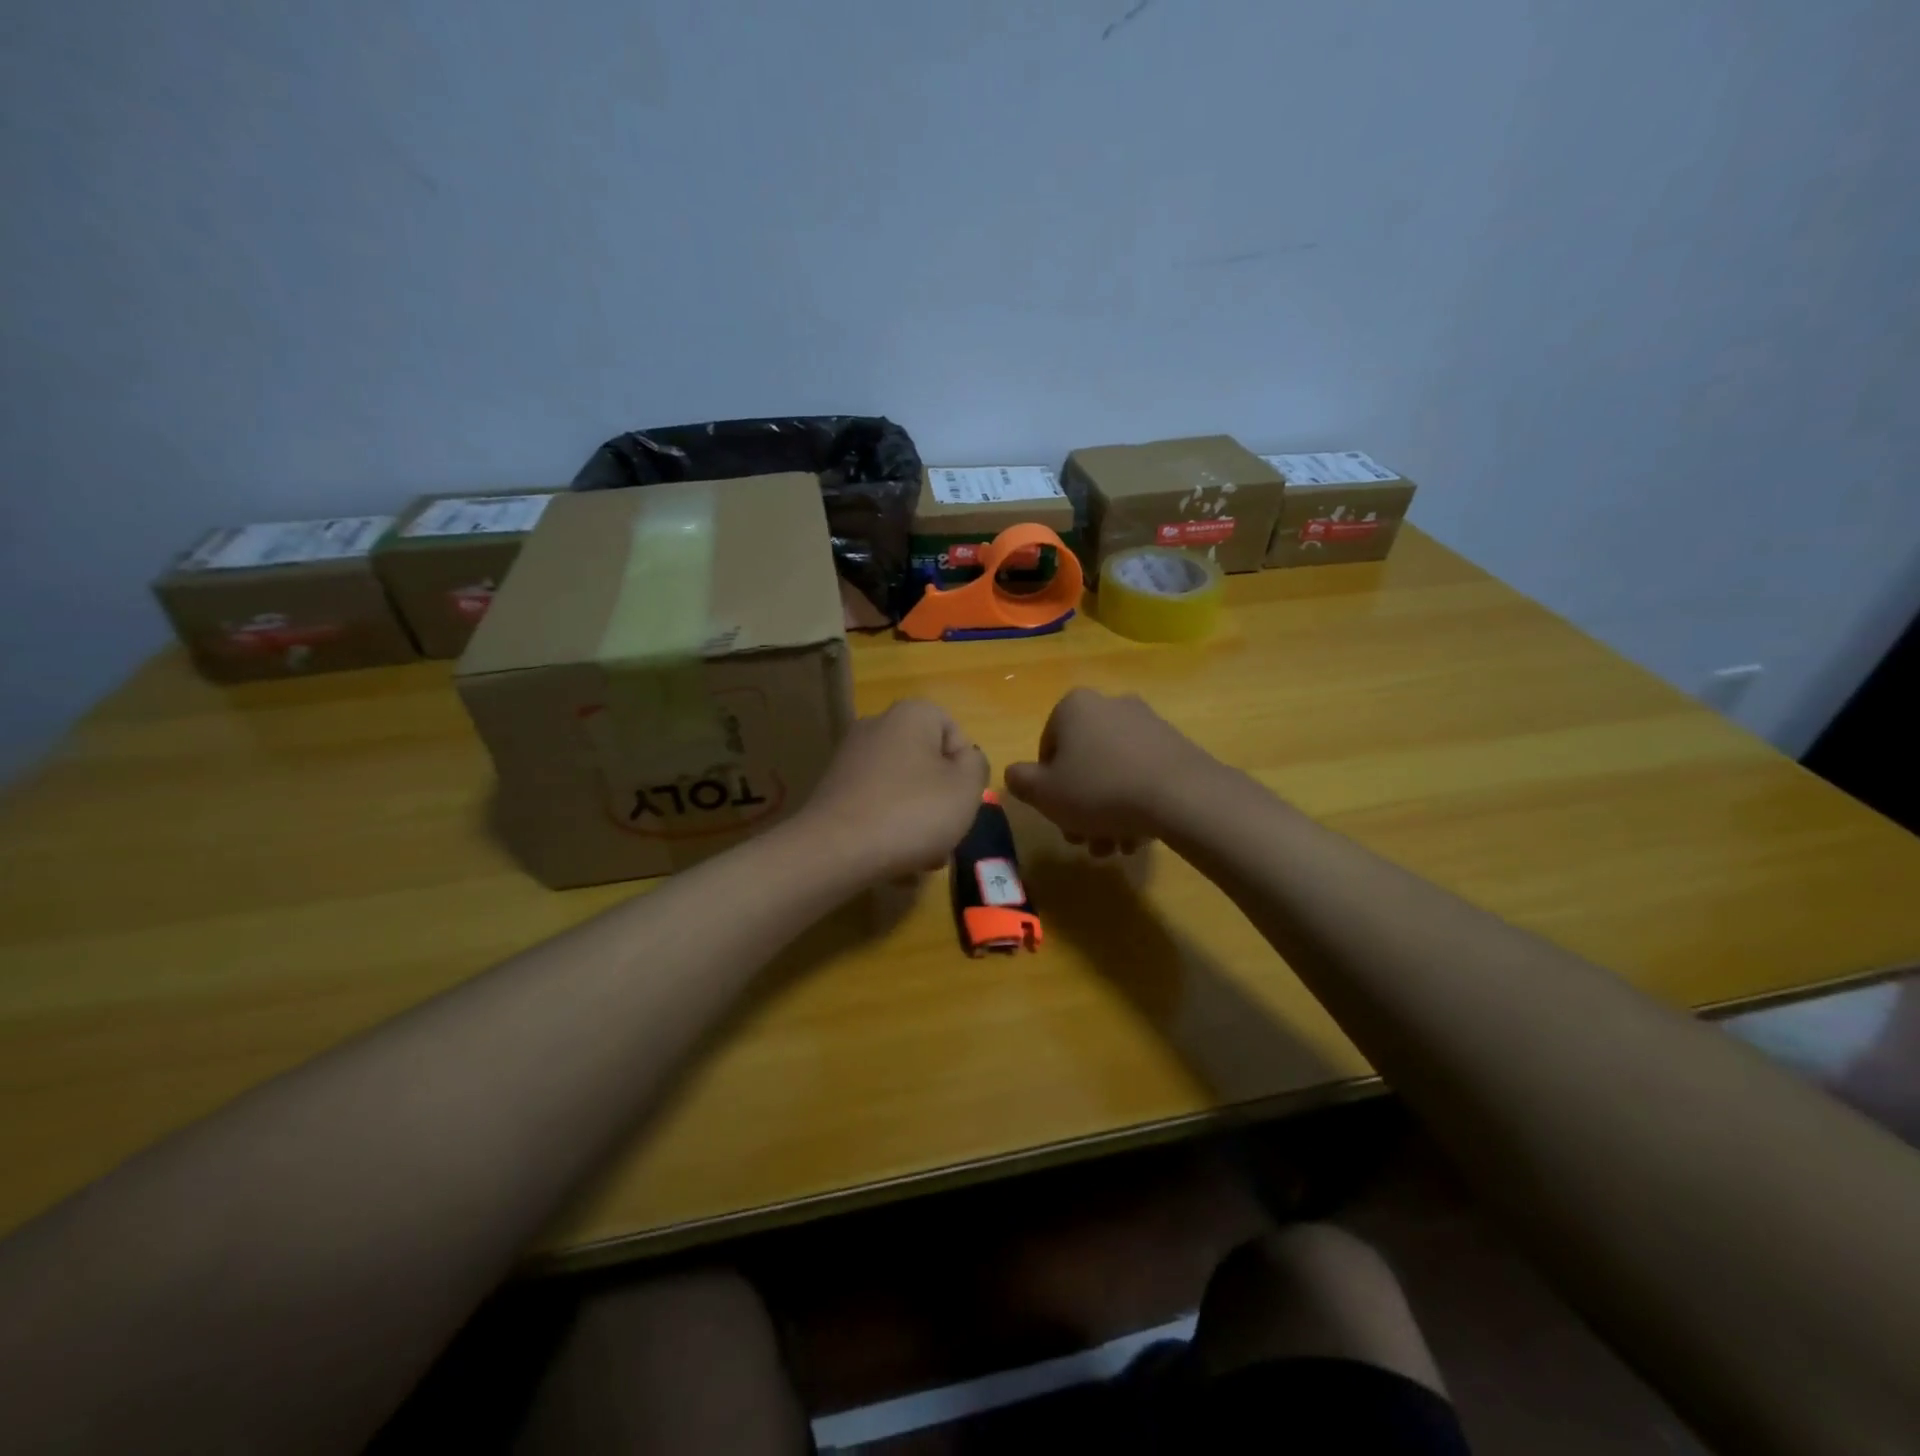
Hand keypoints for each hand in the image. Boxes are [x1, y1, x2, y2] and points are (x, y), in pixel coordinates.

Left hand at [794, 699, 989, 882]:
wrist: (836, 850)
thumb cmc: (912, 812)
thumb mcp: (967, 789)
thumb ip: (976, 765)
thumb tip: (965, 760)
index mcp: (911, 714)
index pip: (954, 732)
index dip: (965, 769)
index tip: (961, 800)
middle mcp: (877, 725)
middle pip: (927, 762)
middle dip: (941, 799)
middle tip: (946, 834)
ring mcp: (851, 757)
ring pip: (903, 786)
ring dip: (918, 819)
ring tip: (923, 857)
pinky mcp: (834, 789)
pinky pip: (876, 803)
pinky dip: (889, 825)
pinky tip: (895, 859)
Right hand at [1004, 689, 1212, 854]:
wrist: (1180, 796)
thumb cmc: (1099, 790)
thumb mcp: (1044, 793)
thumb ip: (1020, 781)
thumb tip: (1016, 775)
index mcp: (1074, 706)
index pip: (1047, 749)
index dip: (1047, 787)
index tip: (1058, 815)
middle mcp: (1110, 705)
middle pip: (1083, 762)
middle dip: (1080, 806)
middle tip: (1085, 840)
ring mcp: (1147, 723)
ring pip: (1113, 773)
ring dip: (1106, 812)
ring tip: (1115, 847)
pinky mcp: (1175, 744)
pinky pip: (1142, 774)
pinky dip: (1135, 802)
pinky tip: (1138, 836)